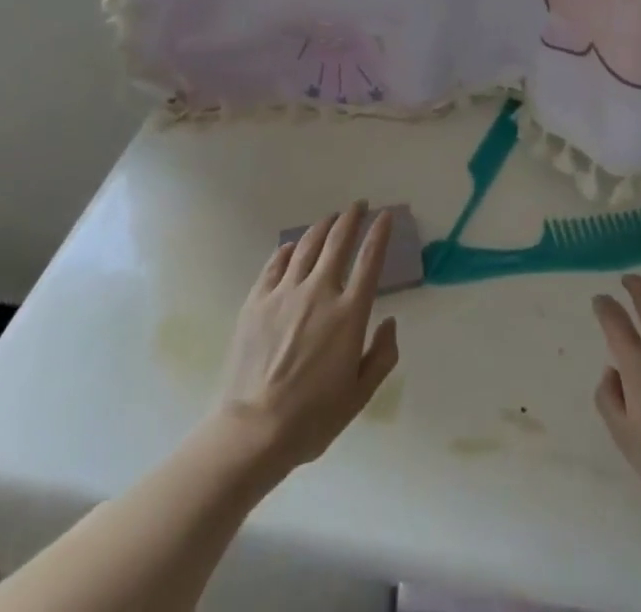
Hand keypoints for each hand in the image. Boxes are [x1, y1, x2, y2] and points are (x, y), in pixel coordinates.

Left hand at [213, 202, 399, 478]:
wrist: (251, 433)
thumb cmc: (311, 419)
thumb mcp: (359, 395)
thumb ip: (382, 356)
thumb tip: (389, 322)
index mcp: (349, 313)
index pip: (370, 260)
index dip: (379, 233)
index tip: (385, 216)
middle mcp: (319, 292)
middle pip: (338, 241)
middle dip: (351, 218)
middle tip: (358, 206)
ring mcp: (285, 294)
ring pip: (307, 245)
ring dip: (322, 227)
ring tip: (330, 219)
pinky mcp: (257, 302)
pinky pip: (275, 264)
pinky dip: (288, 250)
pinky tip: (293, 247)